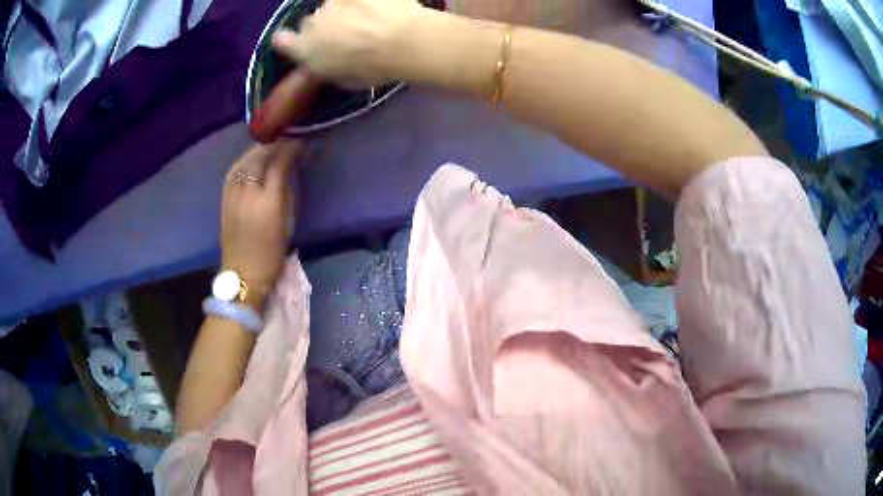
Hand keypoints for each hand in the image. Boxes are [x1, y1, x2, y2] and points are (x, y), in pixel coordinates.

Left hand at [221, 142, 302, 310]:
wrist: (243, 275)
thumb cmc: (271, 254)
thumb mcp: (287, 223)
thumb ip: (287, 193)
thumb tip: (289, 171)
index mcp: (269, 202)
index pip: (279, 164)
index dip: (290, 150)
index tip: (300, 143)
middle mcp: (249, 193)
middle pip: (260, 158)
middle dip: (274, 145)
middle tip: (286, 140)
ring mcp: (233, 195)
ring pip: (244, 161)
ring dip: (257, 150)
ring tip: (268, 146)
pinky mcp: (224, 200)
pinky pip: (233, 172)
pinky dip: (243, 161)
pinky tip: (249, 160)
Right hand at [271, 0, 429, 86]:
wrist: (405, 39)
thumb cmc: (376, 68)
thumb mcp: (345, 80)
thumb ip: (328, 67)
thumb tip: (328, 62)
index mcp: (305, 49)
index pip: (281, 41)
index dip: (289, 40)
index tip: (299, 42)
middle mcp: (312, 22)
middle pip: (312, 21)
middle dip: (325, 27)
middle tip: (348, 33)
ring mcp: (333, 1)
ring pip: (332, 5)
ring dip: (344, 11)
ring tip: (369, 18)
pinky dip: (362, 2)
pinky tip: (378, 7)